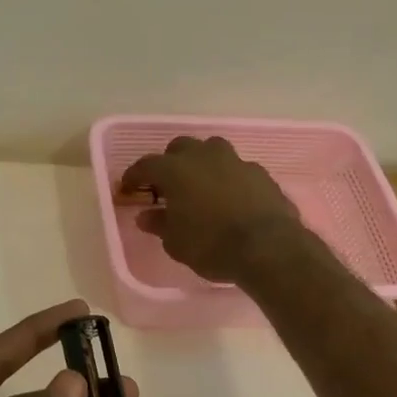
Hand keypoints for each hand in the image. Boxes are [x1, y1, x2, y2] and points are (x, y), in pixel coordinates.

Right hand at [120, 136, 303, 283]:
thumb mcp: (176, 242)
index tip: (127, 188)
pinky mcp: (261, 173)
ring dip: (202, 163)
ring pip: (211, 150)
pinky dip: (228, 178)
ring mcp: (235, 161)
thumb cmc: (212, 246)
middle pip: (180, 148)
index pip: (146, 165)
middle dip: (169, 163)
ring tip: (200, 186)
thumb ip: (159, 224)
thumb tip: (146, 215)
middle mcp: (204, 156)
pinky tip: (230, 198)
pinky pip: (236, 168)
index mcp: (175, 170)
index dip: (133, 176)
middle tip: (166, 186)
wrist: (268, 248)